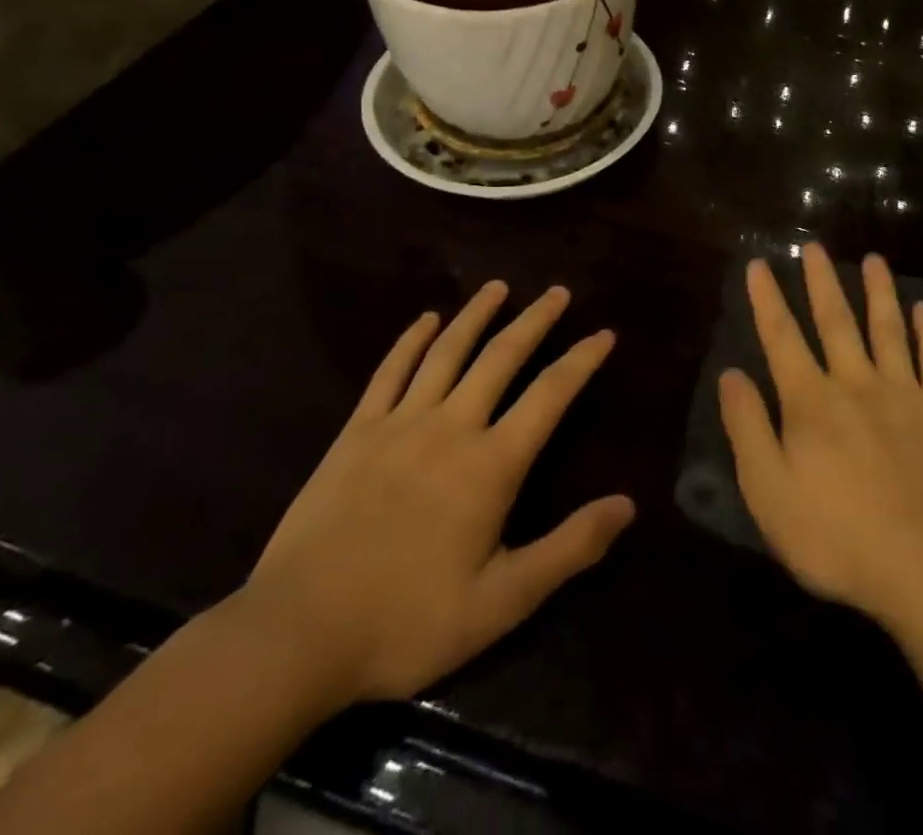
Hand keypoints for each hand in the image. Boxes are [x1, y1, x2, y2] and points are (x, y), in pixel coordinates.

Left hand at [239, 283, 633, 707]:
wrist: (295, 636)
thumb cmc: (407, 622)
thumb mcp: (502, 602)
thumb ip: (568, 549)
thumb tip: (627, 505)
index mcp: (492, 464)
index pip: (550, 394)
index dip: (582, 360)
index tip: (604, 334)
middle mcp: (452, 427)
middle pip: (502, 357)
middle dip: (535, 321)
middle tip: (558, 291)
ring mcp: (400, 424)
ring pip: (447, 352)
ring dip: (476, 315)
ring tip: (499, 287)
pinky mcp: (356, 433)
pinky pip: (389, 372)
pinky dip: (411, 340)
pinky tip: (426, 319)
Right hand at [718, 243, 922, 631]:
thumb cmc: (837, 536)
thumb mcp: (769, 492)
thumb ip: (748, 429)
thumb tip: (731, 374)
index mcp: (811, 401)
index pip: (781, 337)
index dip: (767, 299)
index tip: (758, 265)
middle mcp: (856, 383)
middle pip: (835, 321)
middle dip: (821, 281)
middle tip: (814, 245)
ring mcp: (905, 394)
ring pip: (888, 329)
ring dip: (878, 292)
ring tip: (873, 260)